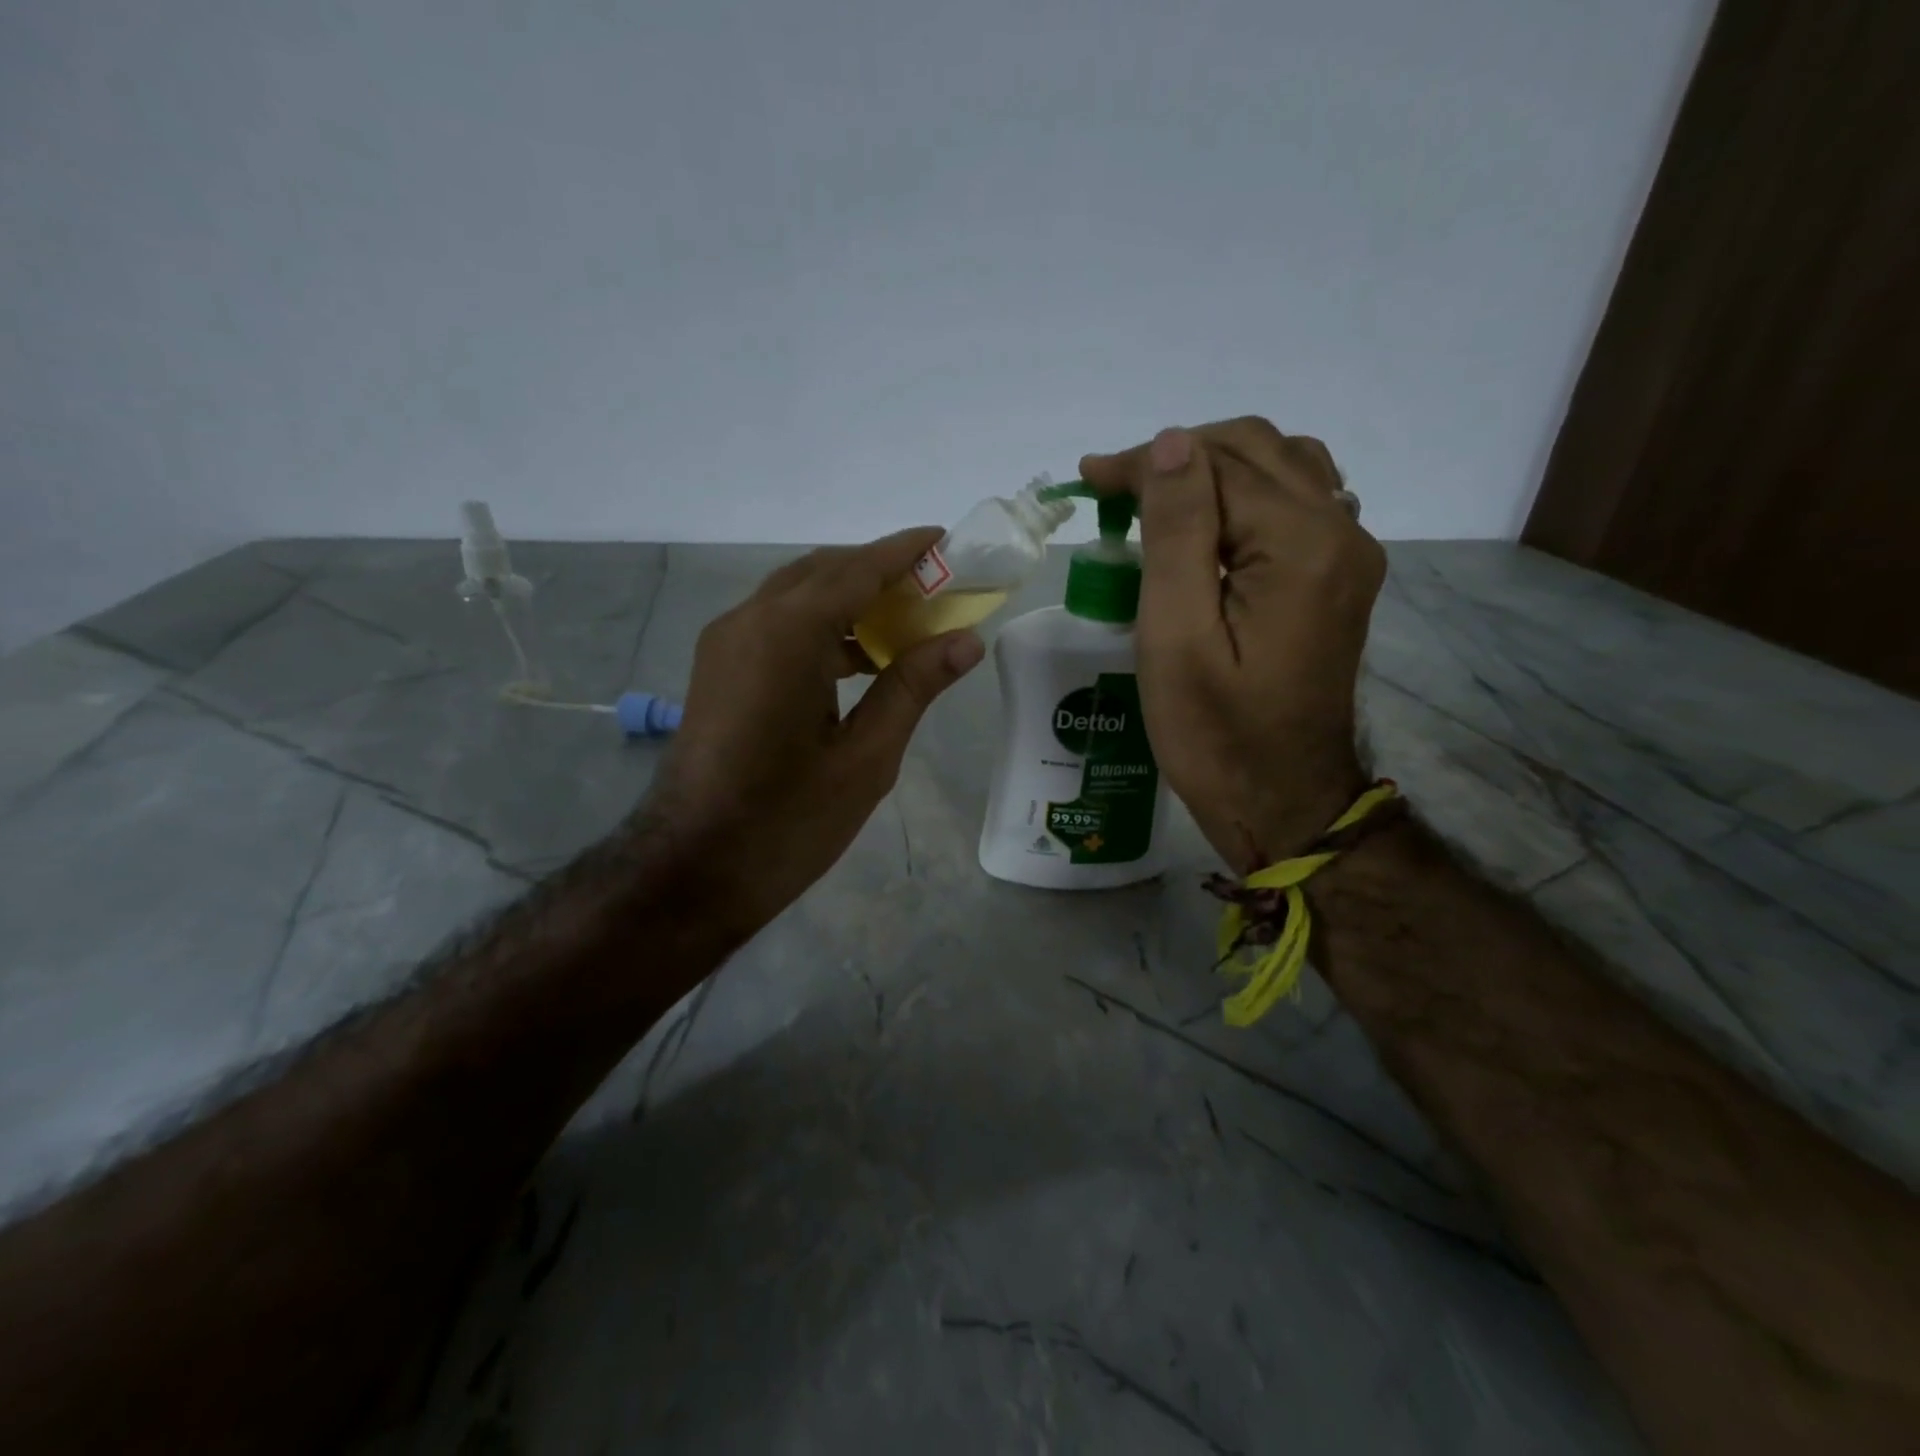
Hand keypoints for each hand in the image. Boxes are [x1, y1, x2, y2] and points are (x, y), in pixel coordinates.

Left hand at [641, 529, 984, 935]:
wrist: (691, 871)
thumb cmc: (787, 821)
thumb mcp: (865, 758)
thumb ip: (913, 687)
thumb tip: (965, 640)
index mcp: (786, 635)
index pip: (857, 569)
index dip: (905, 552)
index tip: (947, 540)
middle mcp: (748, 621)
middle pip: (824, 572)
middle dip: (880, 573)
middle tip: (935, 589)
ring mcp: (725, 644)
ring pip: (797, 597)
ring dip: (850, 600)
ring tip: (906, 625)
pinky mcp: (718, 670)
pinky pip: (777, 627)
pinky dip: (821, 628)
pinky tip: (858, 661)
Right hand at [1080, 418, 1385, 873]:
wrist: (1282, 801)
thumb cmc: (1215, 734)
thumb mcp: (1176, 637)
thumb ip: (1176, 533)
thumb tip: (1170, 442)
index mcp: (1300, 546)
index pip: (1216, 464)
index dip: (1146, 463)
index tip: (1087, 478)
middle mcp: (1341, 532)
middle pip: (1255, 452)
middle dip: (1177, 459)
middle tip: (1112, 491)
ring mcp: (1349, 555)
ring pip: (1281, 468)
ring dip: (1213, 471)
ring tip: (1157, 502)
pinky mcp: (1338, 578)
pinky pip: (1296, 504)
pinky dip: (1244, 496)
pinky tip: (1208, 526)